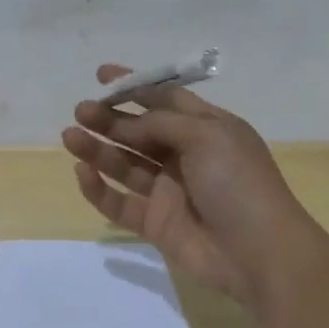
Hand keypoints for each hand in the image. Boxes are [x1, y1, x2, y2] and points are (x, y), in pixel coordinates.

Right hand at [61, 64, 328, 304]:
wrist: (258, 252)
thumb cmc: (239, 183)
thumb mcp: (207, 136)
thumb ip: (162, 123)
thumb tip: (127, 124)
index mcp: (207, 128)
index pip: (166, 100)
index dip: (136, 86)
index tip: (102, 75)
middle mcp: (186, 156)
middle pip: (139, 132)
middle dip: (110, 119)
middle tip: (81, 110)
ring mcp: (169, 191)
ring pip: (125, 164)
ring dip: (98, 149)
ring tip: (70, 136)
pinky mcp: (155, 223)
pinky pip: (120, 203)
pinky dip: (99, 189)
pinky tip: (82, 172)